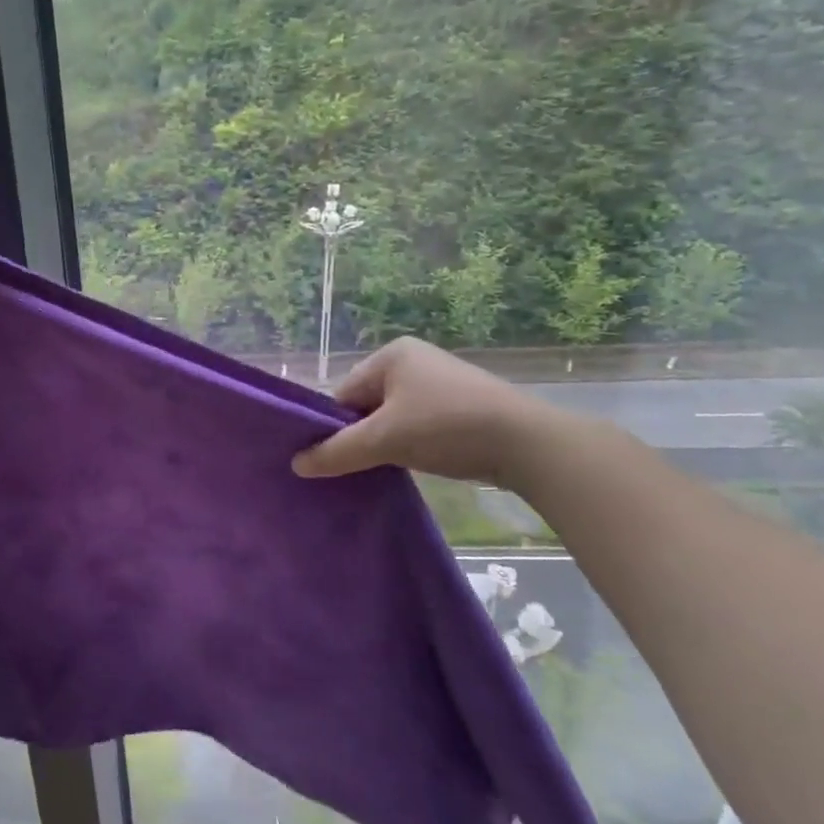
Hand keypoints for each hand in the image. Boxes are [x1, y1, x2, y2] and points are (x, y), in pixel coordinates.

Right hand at [291, 336, 567, 486]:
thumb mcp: (384, 440)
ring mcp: (440, 382)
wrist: (527, 443)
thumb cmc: (446, 427)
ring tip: (387, 468)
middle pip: (367, 405)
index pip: (344, 394)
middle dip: (362, 436)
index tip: (332, 459)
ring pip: (393, 417)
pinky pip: (418, 423)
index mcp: (391, 355)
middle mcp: (414, 360)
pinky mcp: (462, 405)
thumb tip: (296, 464)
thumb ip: (336, 452)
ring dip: (387, 443)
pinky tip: (415, 464)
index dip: (335, 428)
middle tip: (359, 467)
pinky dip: (411, 443)